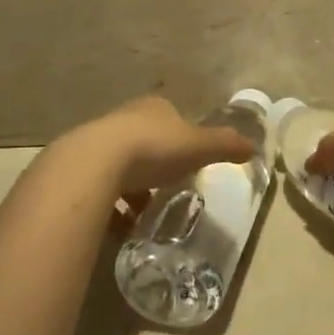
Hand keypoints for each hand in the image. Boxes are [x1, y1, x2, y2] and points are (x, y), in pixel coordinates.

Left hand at [75, 95, 257, 201]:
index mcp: (153, 108)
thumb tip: (254, 146)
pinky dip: (113, 206)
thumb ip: (225, 145)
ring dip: (132, 188)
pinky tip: (121, 226)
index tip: (188, 161)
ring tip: (144, 215)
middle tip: (168, 190)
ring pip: (121, 165)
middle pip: (145, 141)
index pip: (171, 117)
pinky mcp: (80, 169)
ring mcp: (98, 143)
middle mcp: (124, 119)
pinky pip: (101, 189)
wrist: (95, 164)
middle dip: (156, 165)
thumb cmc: (154, 148)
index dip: (181, 138)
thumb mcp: (198, 147)